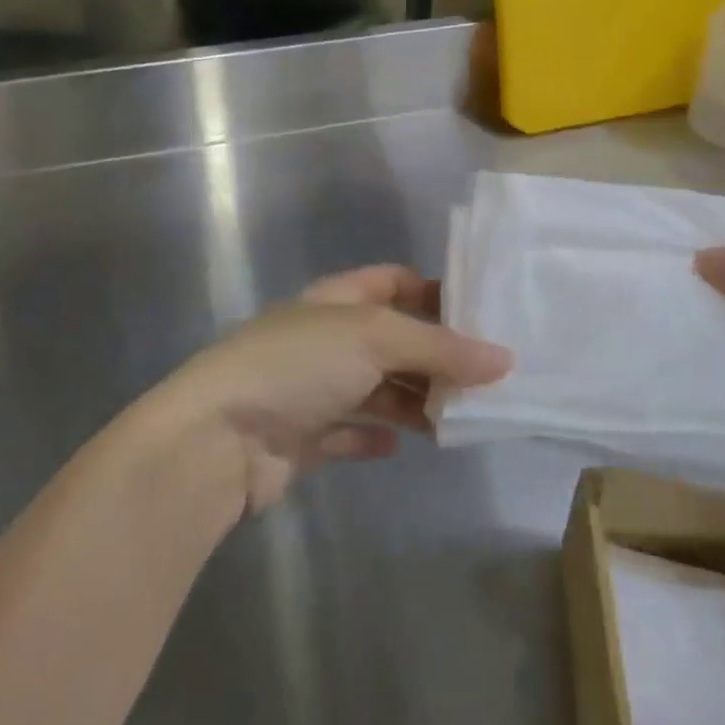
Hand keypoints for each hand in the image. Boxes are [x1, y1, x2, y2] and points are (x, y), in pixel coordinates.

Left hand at [160, 265, 511, 513]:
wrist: (219, 439)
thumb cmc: (299, 365)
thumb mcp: (375, 338)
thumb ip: (440, 348)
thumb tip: (504, 359)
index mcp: (337, 299)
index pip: (392, 281)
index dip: (432, 291)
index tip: (479, 312)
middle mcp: (326, 338)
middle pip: (391, 339)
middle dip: (433, 355)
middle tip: (486, 376)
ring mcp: (313, 388)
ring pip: (377, 388)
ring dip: (413, 399)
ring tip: (459, 416)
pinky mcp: (303, 437)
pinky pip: (351, 430)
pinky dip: (377, 433)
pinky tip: (403, 442)